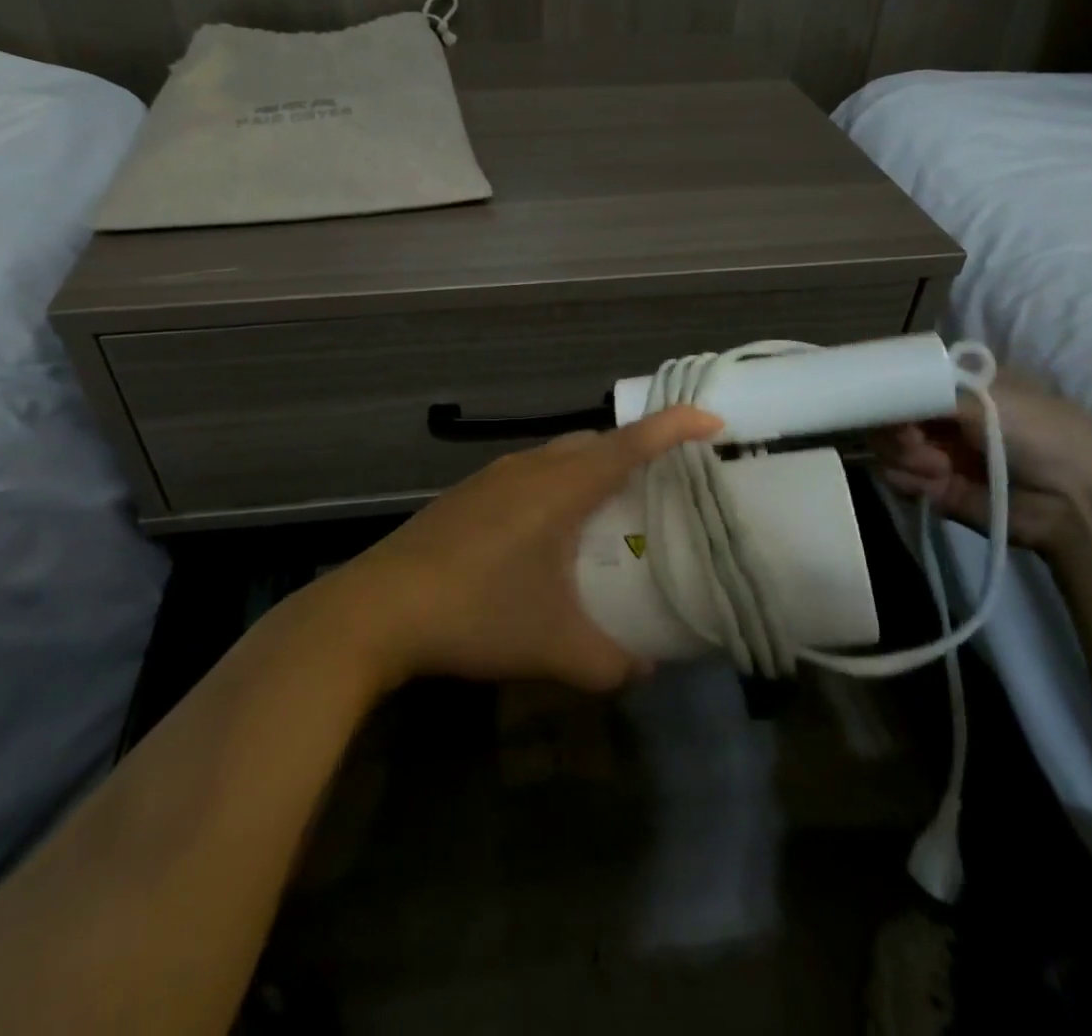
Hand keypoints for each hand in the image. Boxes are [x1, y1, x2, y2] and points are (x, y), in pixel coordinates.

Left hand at [322, 407, 722, 693]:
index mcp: (560, 487)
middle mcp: (529, 467)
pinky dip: (558, 483)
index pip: (630, 443)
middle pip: (595, 441)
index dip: (674, 427)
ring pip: (558, 454)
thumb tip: (645, 669)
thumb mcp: (555, 647)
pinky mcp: (467, 494)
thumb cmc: (476, 614)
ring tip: (612, 505)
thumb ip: (611, 662)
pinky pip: (530, 472)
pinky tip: (550, 530)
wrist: (379, 608)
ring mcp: (492, 477)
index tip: (712, 423)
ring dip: (592, 467)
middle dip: (635, 449)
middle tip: (664, 480)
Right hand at [876, 370, 1091, 551]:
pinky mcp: (933, 489)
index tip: (889, 398)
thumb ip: (928, 390)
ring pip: (886, 446)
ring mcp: (936, 454)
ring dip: (903, 455)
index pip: (906, 381)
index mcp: (961, 388)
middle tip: (912, 439)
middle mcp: (946, 418)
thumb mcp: (988, 396)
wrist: (1076, 504)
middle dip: (894, 427)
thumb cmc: (1042, 435)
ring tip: (936, 467)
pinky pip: (895, 478)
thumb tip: (885, 394)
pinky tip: (933, 482)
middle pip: (890, 414)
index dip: (892, 389)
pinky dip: (906, 479)